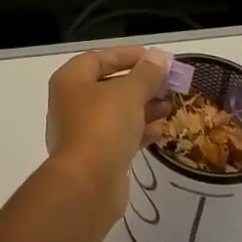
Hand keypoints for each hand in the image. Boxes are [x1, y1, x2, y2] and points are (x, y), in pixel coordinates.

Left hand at [43, 46, 171, 216]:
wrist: (87, 186)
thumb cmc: (103, 127)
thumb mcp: (129, 93)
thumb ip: (146, 73)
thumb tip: (159, 56)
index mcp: (71, 80)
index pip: (100, 57)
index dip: (128, 55)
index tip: (156, 58)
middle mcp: (72, 102)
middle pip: (110, 84)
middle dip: (140, 83)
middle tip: (168, 83)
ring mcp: (82, 130)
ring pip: (116, 111)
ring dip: (143, 107)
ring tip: (170, 105)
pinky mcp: (95, 155)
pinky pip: (119, 135)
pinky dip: (138, 130)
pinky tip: (162, 130)